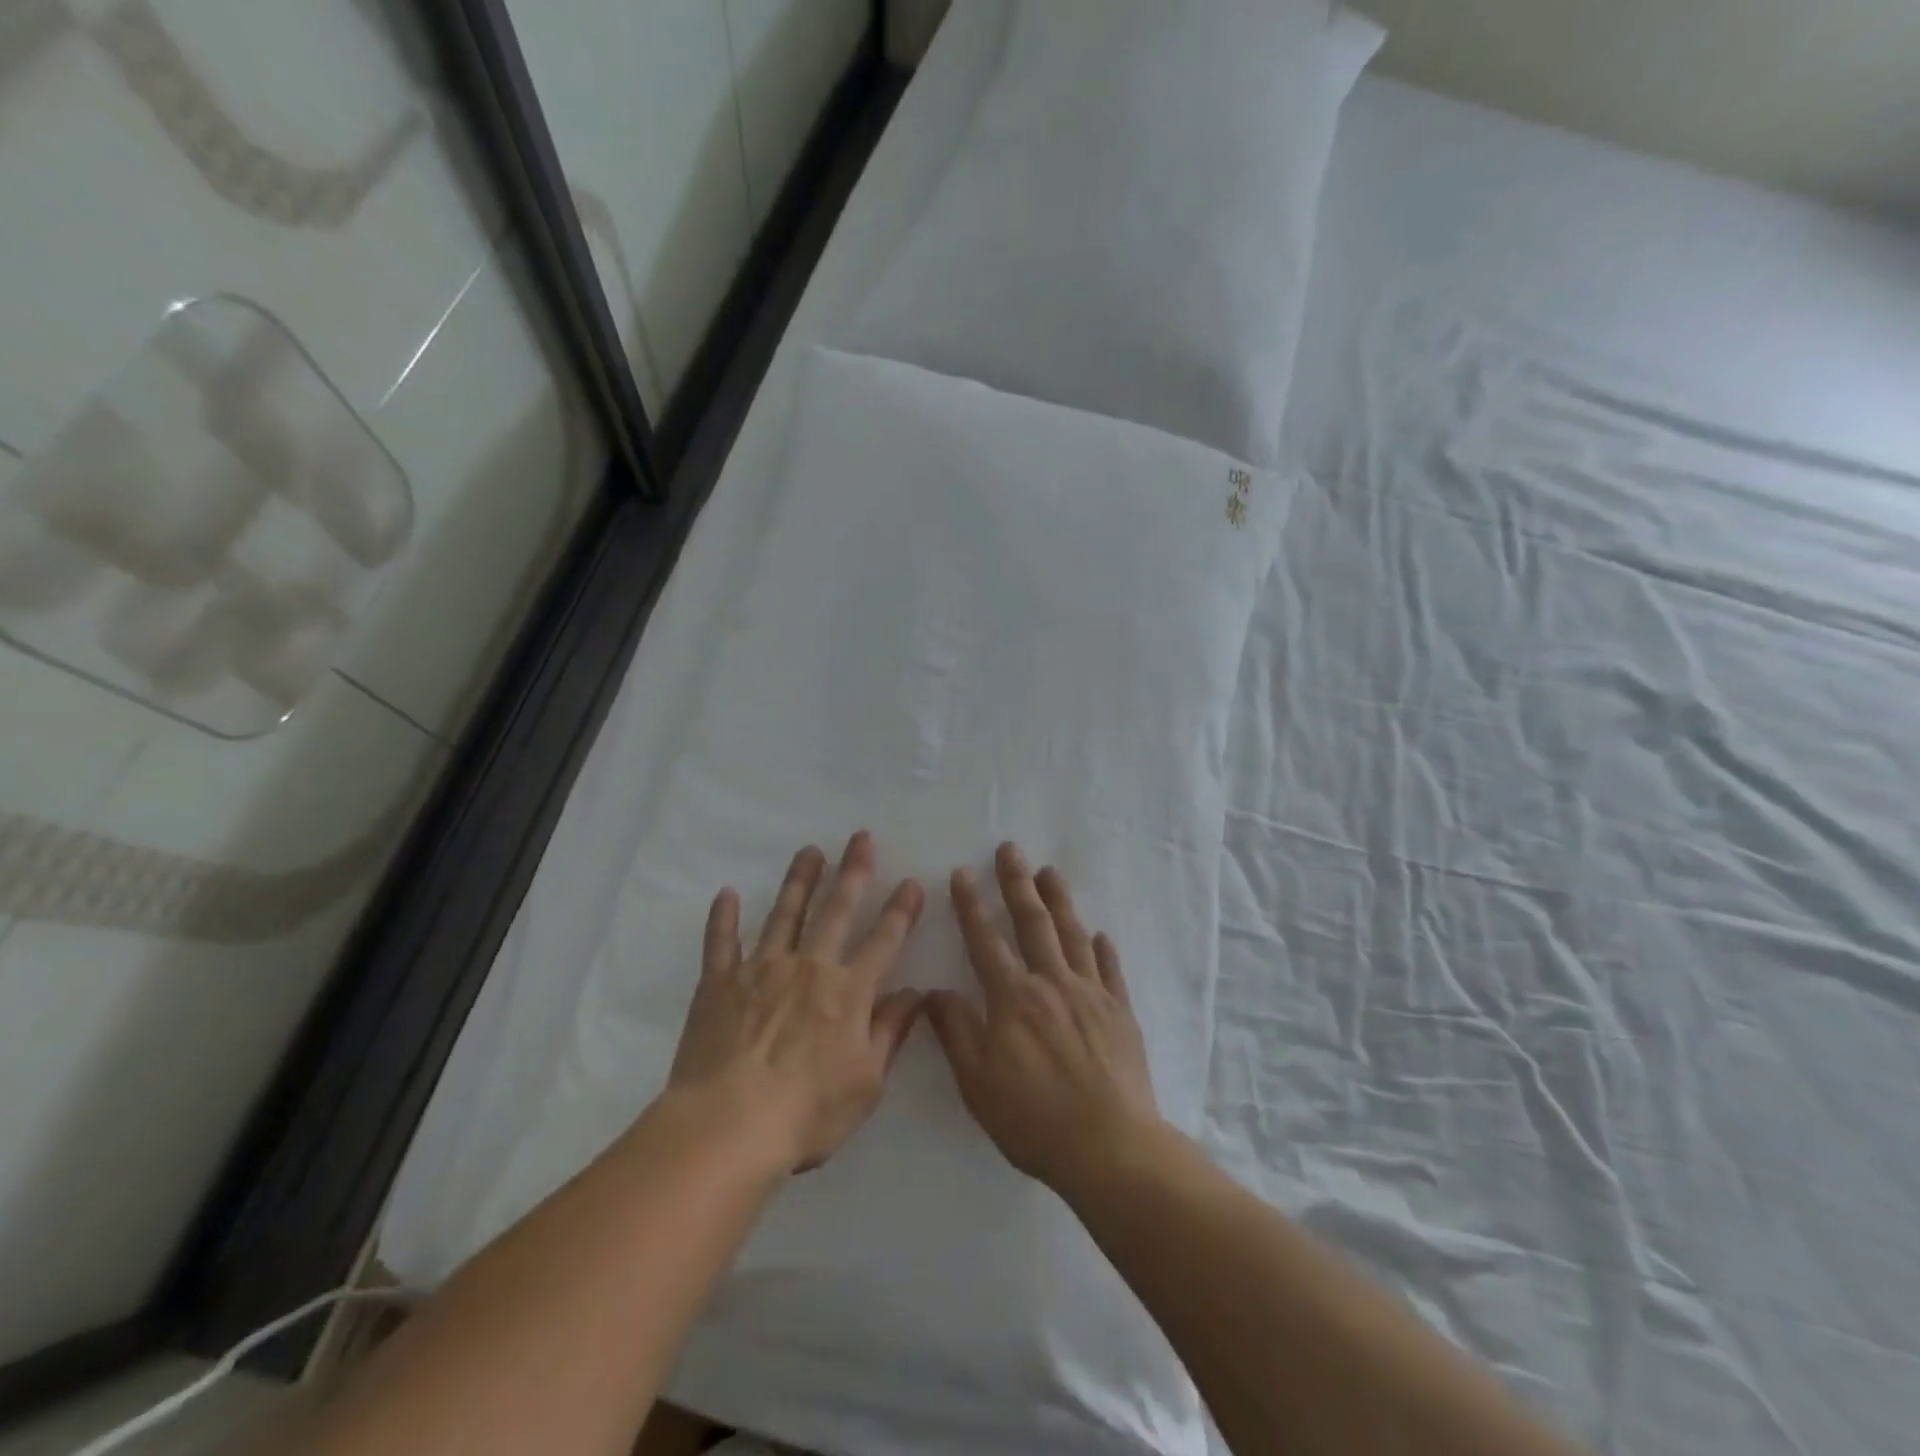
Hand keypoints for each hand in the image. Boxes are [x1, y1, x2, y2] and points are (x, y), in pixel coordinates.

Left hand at [668, 832, 924, 1173]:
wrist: (729, 1125)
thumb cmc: (808, 1112)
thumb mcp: (867, 1081)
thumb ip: (891, 1031)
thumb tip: (916, 993)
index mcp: (849, 991)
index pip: (884, 941)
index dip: (901, 911)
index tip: (912, 883)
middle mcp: (809, 967)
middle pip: (837, 910)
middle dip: (854, 872)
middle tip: (862, 837)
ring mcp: (762, 969)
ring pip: (785, 913)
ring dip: (800, 879)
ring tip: (810, 851)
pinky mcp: (720, 983)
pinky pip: (722, 942)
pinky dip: (723, 917)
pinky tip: (726, 893)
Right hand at [926, 843, 1161, 1193]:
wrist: (1109, 1147)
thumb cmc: (1034, 1118)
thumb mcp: (978, 1082)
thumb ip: (956, 1032)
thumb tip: (935, 992)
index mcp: (1013, 998)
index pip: (986, 941)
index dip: (971, 905)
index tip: (963, 873)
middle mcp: (1052, 984)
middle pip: (1032, 923)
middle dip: (1017, 883)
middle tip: (1010, 849)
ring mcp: (1091, 994)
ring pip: (1072, 935)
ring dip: (1059, 900)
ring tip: (1050, 872)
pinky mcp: (1120, 1013)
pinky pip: (1109, 970)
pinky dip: (1102, 948)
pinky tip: (1099, 934)